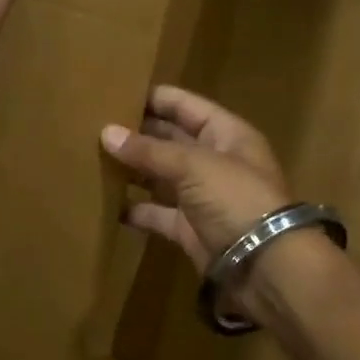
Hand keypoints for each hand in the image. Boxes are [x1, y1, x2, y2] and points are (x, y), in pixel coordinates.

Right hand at [100, 86, 290, 269]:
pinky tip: (106, 203)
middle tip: (95, 125)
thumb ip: (149, 150)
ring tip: (93, 158)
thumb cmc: (237, 200)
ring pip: (161, 176)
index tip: (115, 92)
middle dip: (138, 133)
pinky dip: (136, 209)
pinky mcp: (190, 229)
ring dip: (133, 169)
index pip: (186, 106)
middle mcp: (215, 161)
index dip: (155, 98)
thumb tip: (106, 133)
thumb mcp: (194, 166)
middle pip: (171, 139)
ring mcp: (203, 197)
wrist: (266, 267)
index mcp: (226, 134)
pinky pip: (158, 213)